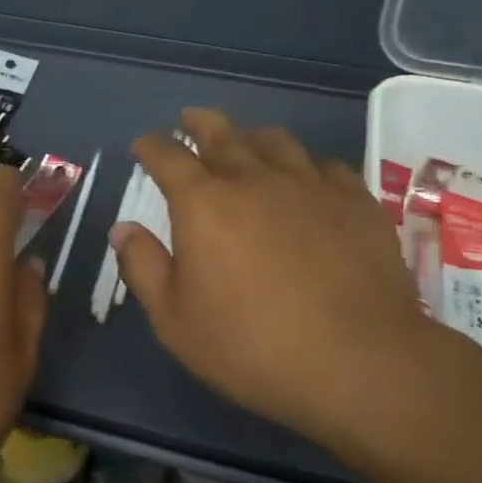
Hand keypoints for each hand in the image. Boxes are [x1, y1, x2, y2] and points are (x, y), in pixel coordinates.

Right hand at [112, 109, 454, 455]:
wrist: (359, 362)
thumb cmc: (251, 346)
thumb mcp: (175, 320)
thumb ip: (144, 267)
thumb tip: (123, 228)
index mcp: (203, 203)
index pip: (167, 156)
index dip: (150, 146)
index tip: (143, 145)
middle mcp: (254, 179)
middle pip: (221, 133)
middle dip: (199, 123)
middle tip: (189, 120)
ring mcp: (310, 185)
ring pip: (276, 140)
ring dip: (251, 136)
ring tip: (245, 141)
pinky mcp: (356, 201)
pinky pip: (326, 165)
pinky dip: (306, 164)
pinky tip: (308, 177)